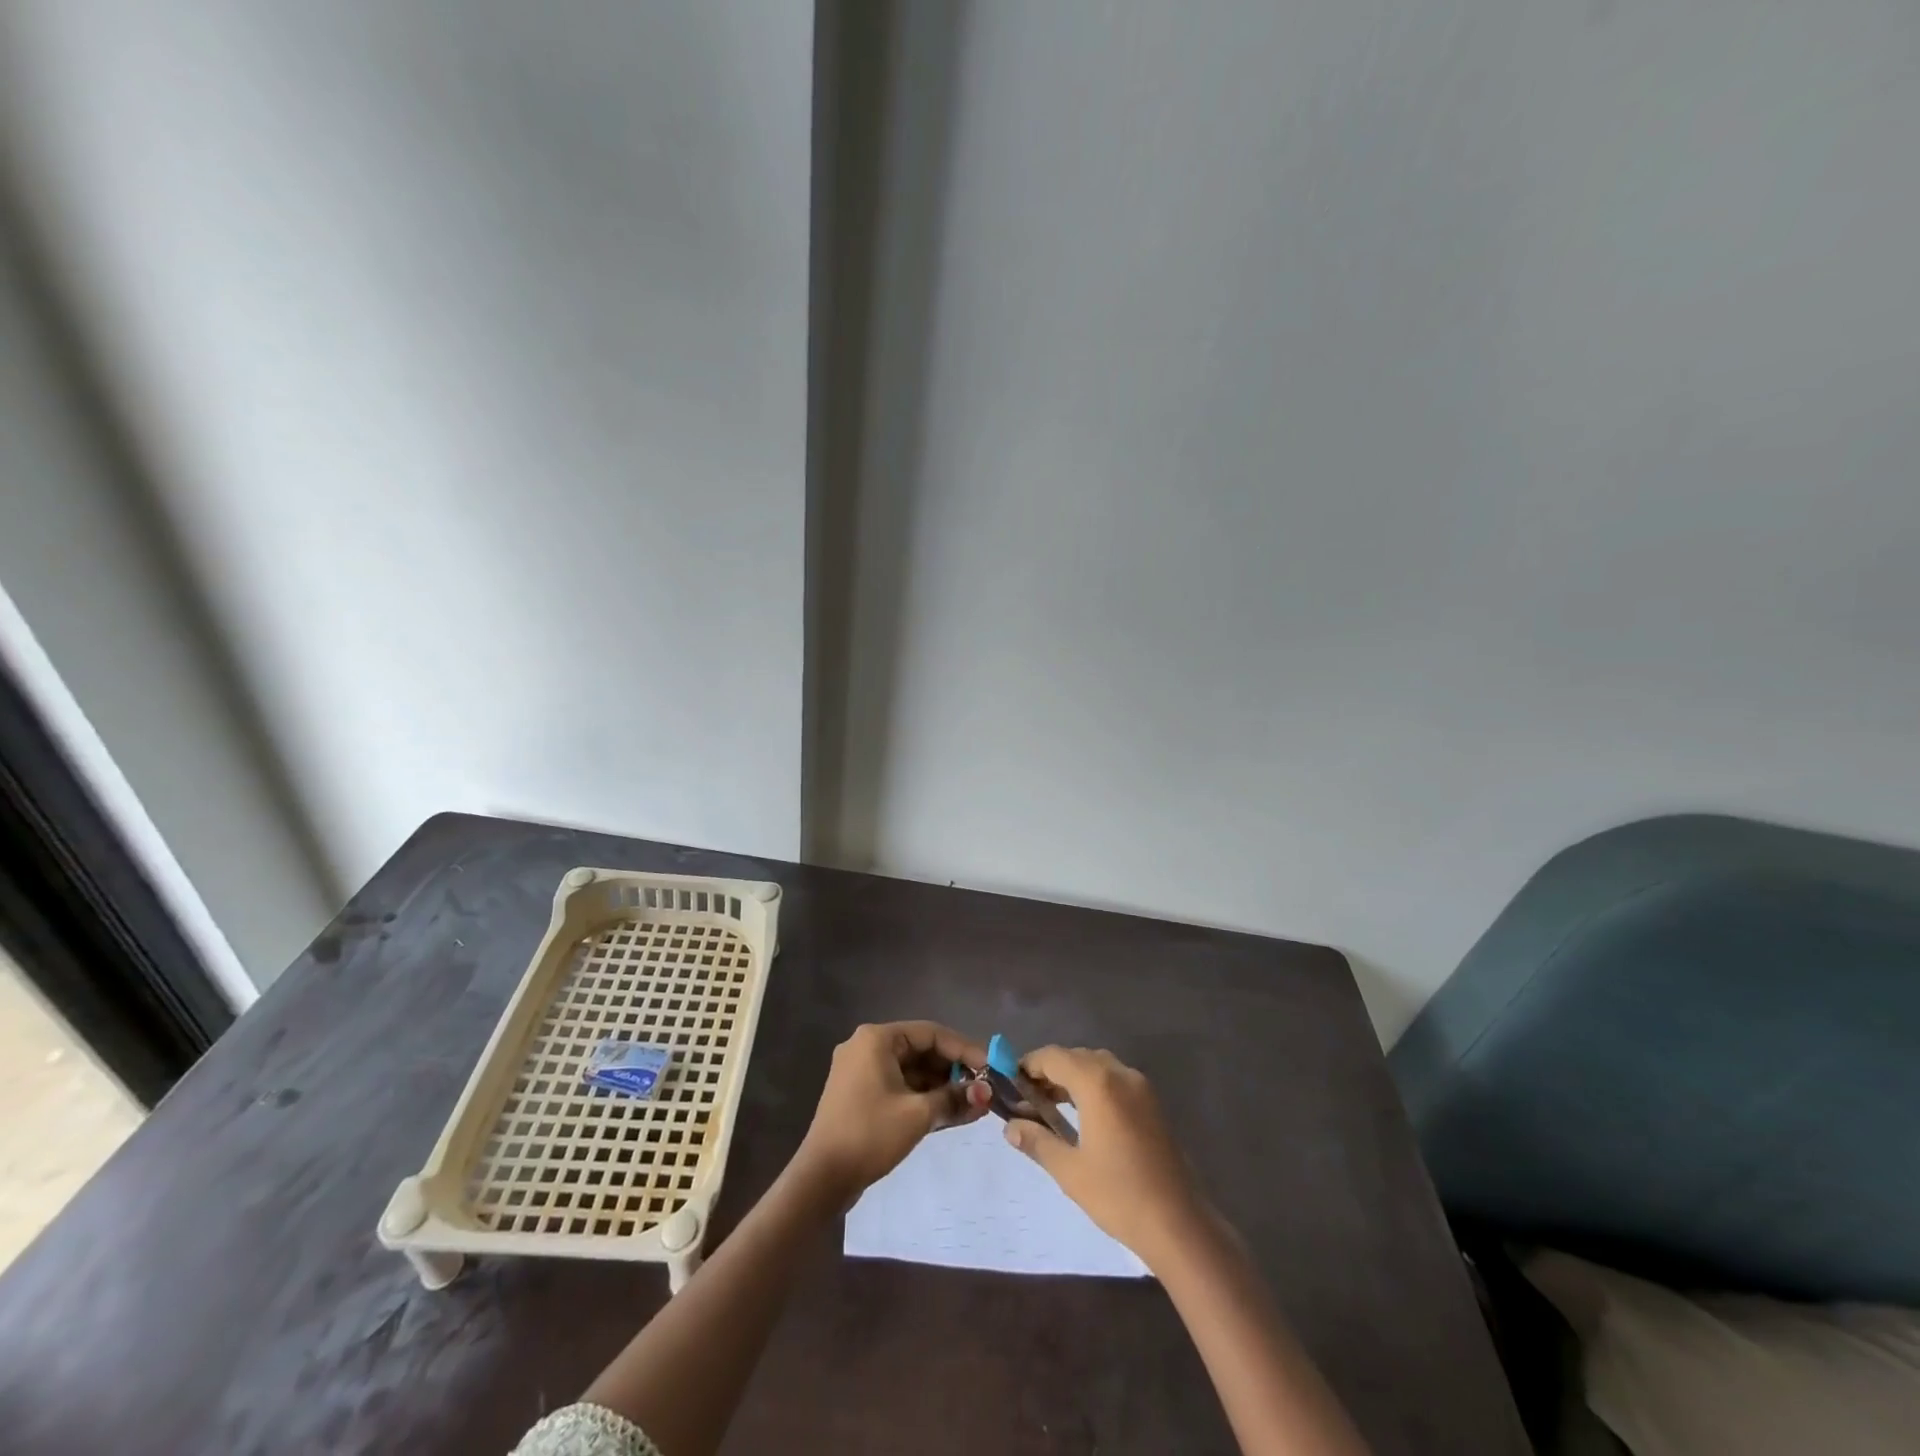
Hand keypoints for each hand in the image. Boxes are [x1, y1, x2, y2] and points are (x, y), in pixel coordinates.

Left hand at [795, 1021, 990, 1199]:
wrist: (820, 1179)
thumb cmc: (869, 1135)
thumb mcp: (918, 1115)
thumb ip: (954, 1099)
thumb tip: (987, 1094)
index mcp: (877, 1038)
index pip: (931, 1033)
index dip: (964, 1050)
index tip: (990, 1068)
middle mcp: (866, 1046)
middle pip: (921, 1050)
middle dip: (953, 1070)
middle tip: (982, 1089)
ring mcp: (860, 1070)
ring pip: (911, 1069)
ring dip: (940, 1086)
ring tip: (971, 1104)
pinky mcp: (859, 1094)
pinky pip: (898, 1085)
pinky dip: (922, 1096)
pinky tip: (947, 1112)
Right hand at [1003, 1046, 1206, 1268]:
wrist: (1179, 1224)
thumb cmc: (1119, 1195)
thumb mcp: (1069, 1170)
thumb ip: (1037, 1141)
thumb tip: (1010, 1126)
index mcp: (1098, 1083)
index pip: (1054, 1056)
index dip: (1029, 1065)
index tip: (1010, 1082)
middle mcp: (1121, 1074)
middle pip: (1076, 1057)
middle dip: (1050, 1071)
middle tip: (1029, 1099)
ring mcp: (1141, 1087)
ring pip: (1098, 1066)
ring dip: (1073, 1077)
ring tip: (1052, 1106)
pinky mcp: (1153, 1104)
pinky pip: (1116, 1080)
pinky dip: (1095, 1086)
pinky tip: (1084, 1115)